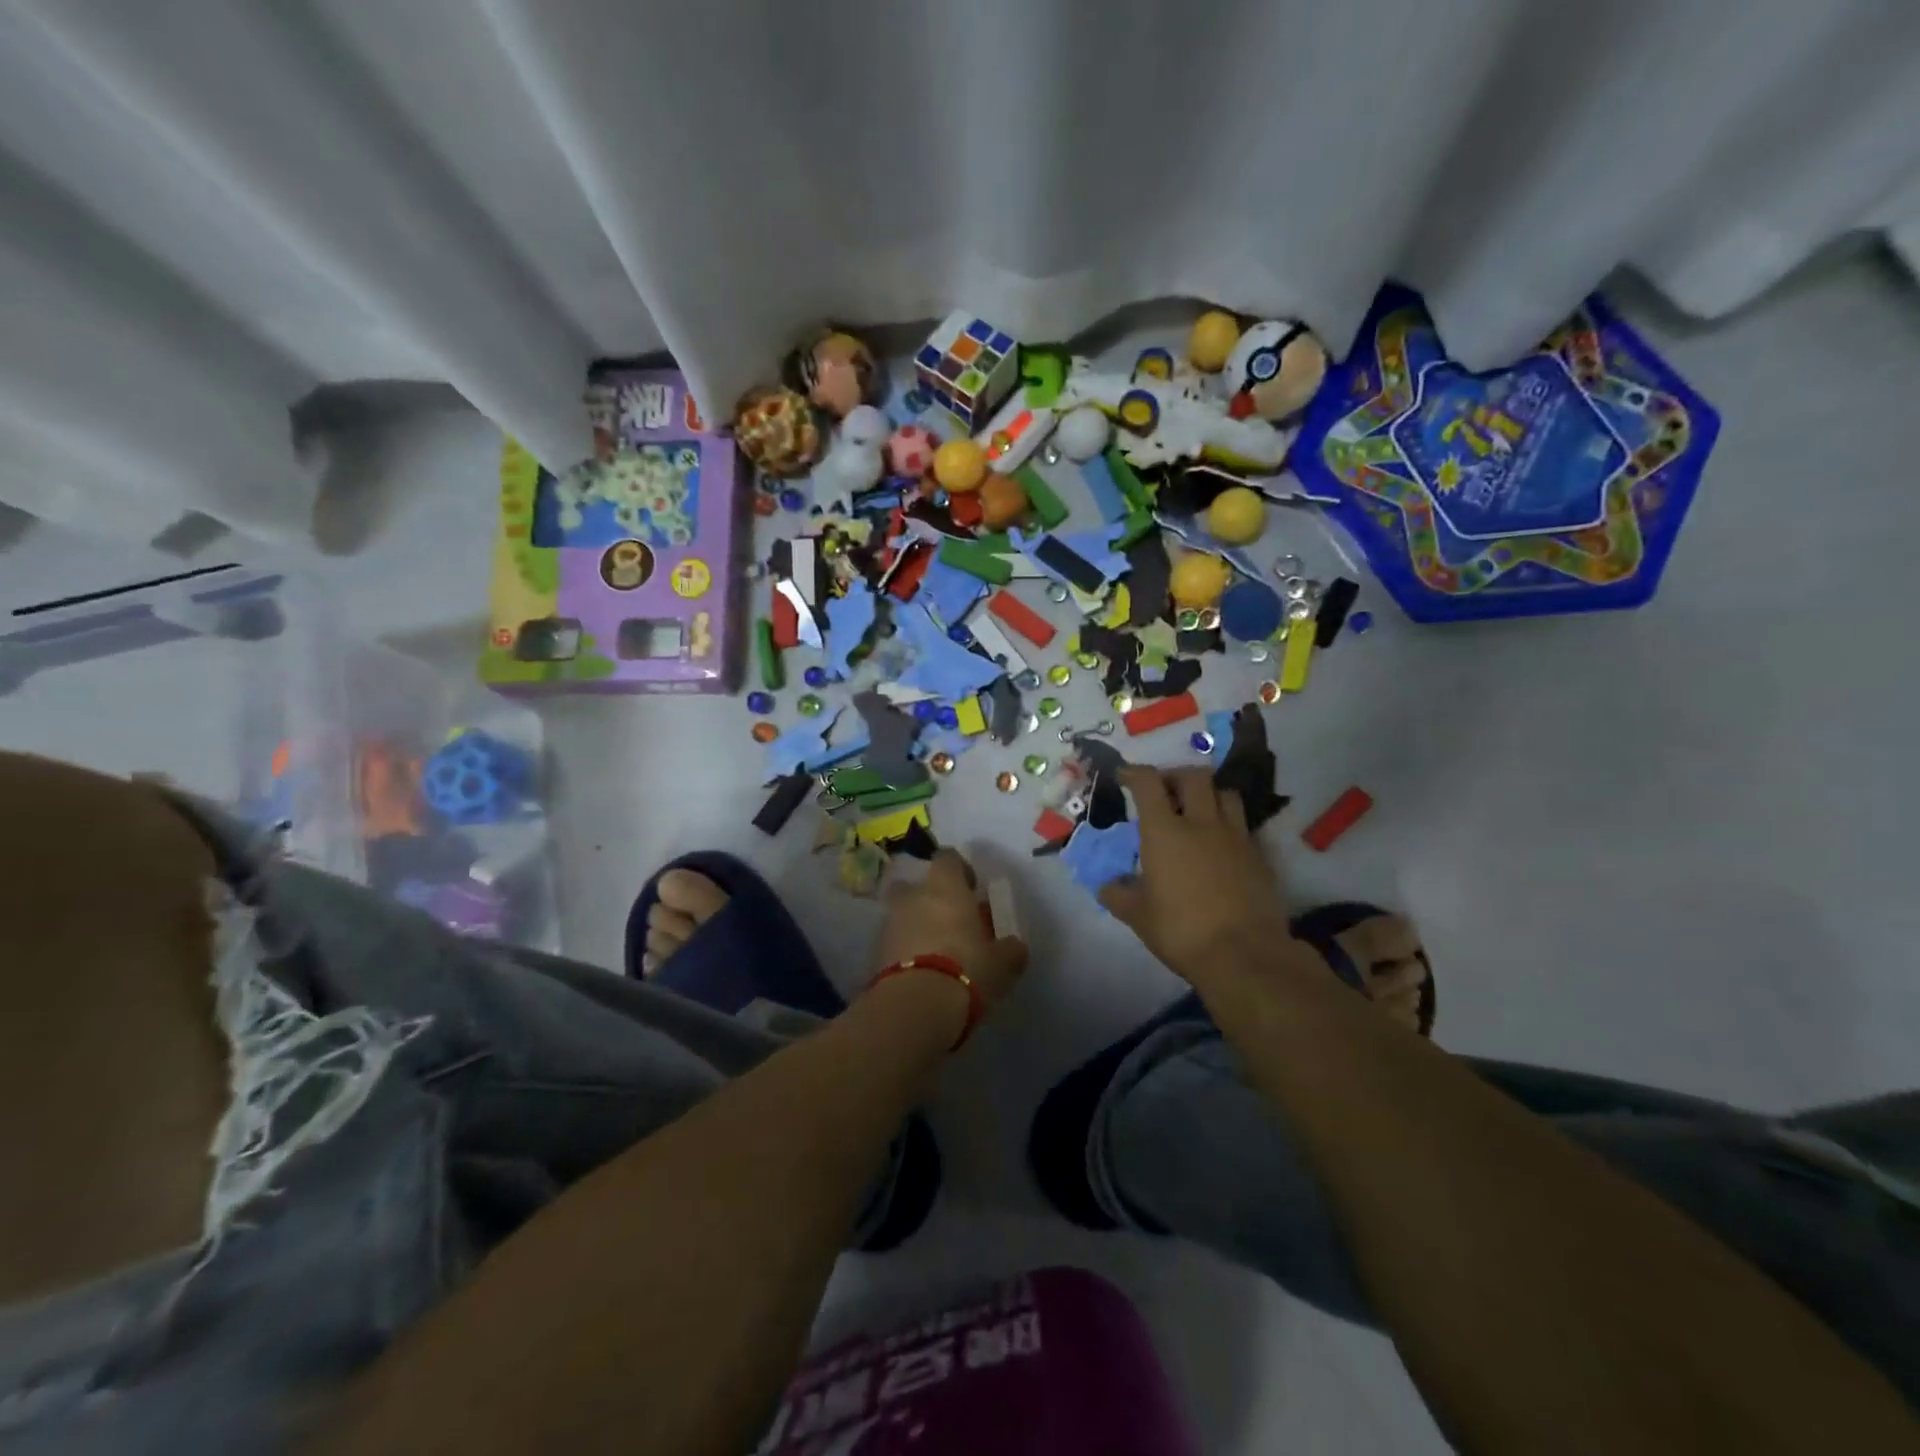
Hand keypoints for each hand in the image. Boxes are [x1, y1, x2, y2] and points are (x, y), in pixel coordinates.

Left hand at [872, 849, 1028, 1018]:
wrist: (915, 1004)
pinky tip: (919, 971)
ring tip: (935, 952)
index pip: (948, 858)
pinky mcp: (874, 951)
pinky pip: (893, 941)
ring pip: (903, 913)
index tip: (972, 889)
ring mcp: (890, 922)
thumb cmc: (967, 969)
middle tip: (950, 922)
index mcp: (945, 886)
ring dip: (916, 925)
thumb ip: (1010, 949)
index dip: (960, 870)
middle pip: (918, 885)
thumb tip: (1014, 946)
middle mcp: (913, 895)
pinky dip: (904, 949)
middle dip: (930, 898)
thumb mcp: (1002, 963)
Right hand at [1101, 767, 1293, 981]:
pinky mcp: (1259, 856)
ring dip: (1208, 794)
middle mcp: (1201, 823)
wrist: (1245, 954)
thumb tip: (1106, 886)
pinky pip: (1243, 825)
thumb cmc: (1182, 931)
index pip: (1148, 783)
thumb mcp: (1138, 917)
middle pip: (1194, 777)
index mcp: (1165, 832)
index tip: (1124, 775)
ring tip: (1198, 810)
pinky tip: (1220, 844)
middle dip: (1175, 776)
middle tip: (1165, 791)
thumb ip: (1118, 896)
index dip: (1134, 773)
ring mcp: (1235, 837)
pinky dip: (1229, 824)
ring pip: (1226, 793)